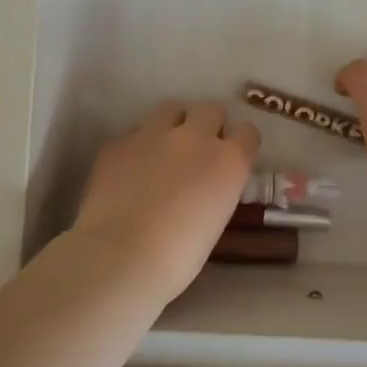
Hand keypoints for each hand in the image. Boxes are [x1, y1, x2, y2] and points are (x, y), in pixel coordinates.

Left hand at [71, 100, 259, 299]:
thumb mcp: (216, 220)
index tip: (233, 156)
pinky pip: (135, 133)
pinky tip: (130, 169)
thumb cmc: (179, 257)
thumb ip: (216, 189)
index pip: (247, 133)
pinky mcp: (119, 142)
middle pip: (211, 109)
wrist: (121, 256)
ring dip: (174, 123)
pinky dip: (138, 146)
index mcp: (228, 161)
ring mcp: (153, 134)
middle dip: (209, 123)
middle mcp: (195, 137)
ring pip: (171, 109)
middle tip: (199, 147)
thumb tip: (205, 186)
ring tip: (164, 147)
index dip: (240, 143)